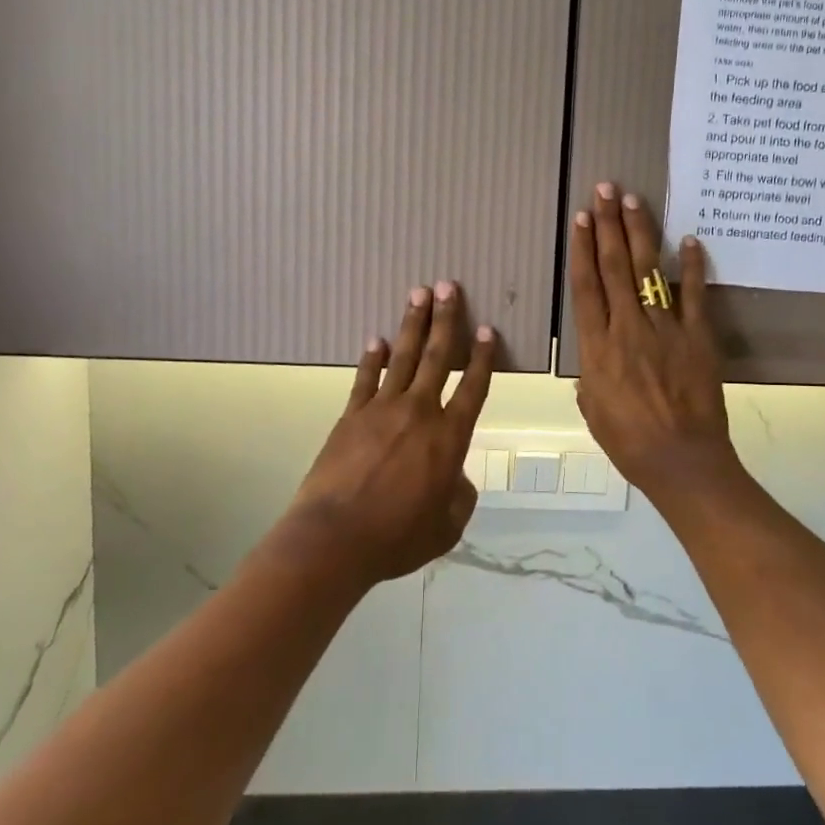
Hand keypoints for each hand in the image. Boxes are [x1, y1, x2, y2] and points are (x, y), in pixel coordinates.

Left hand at [285, 284, 496, 584]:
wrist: (336, 538)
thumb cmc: (398, 537)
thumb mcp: (447, 526)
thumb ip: (459, 496)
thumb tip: (455, 477)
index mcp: (449, 438)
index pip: (472, 387)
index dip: (483, 357)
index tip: (488, 329)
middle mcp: (419, 413)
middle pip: (436, 357)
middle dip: (446, 320)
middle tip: (448, 286)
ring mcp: (381, 410)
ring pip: (401, 358)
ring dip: (412, 325)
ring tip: (418, 294)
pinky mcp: (351, 417)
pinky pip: (365, 379)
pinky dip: (371, 359)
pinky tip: (375, 340)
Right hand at [569, 184, 736, 502]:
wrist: (681, 460)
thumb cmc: (629, 443)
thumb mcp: (593, 412)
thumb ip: (590, 381)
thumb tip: (591, 367)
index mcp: (597, 348)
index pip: (586, 287)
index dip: (582, 249)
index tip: (581, 218)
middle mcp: (627, 328)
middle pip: (614, 267)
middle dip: (608, 226)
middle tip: (605, 190)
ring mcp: (665, 329)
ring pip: (648, 272)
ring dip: (640, 233)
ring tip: (633, 200)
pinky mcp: (698, 337)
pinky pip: (695, 295)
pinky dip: (693, 266)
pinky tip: (690, 239)